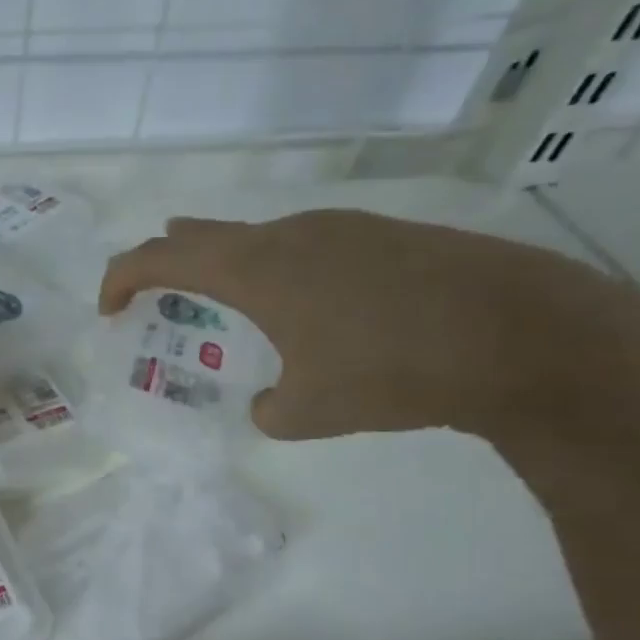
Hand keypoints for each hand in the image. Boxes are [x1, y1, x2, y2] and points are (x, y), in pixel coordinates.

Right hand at [101, 210, 639, 440]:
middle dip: (166, 262)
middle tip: (154, 295)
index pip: (158, 258)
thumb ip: (269, 408)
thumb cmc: (395, 372)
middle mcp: (289, 235)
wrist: (531, 337)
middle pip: (201, 234)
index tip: (109, 311)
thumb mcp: (310, 412)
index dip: (120, 280)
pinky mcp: (386, 233)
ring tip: (230, 303)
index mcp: (253, 270)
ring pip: (257, 237)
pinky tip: (312, 305)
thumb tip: (271, 400)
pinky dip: (280, 268)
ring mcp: (342, 227)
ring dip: (228, 266)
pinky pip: (306, 243)